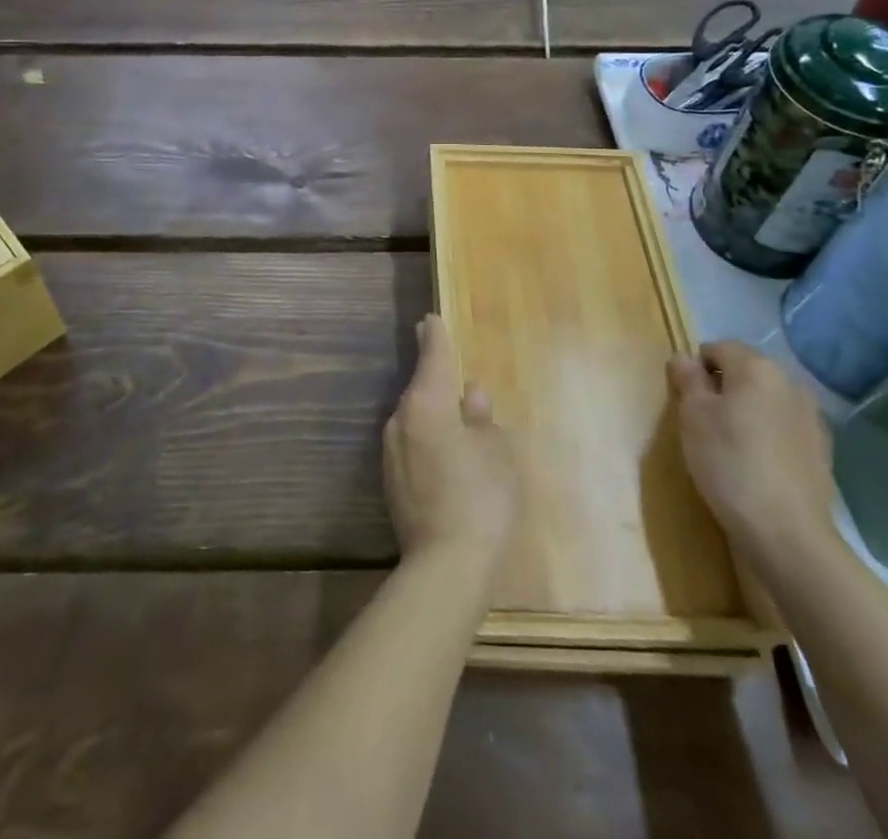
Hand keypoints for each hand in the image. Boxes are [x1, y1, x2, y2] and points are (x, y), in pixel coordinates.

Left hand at [384, 316, 518, 578]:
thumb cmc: (481, 498)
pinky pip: (413, 444)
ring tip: (459, 419)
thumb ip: (482, 417)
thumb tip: (470, 394)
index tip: (430, 319)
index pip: (431, 357)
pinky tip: (448, 456)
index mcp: (426, 403)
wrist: (446, 567)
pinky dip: (429, 440)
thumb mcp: (496, 451)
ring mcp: (391, 452)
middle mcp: (401, 419)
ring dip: (433, 413)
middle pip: (420, 387)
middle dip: (434, 377)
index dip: (434, 336)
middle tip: (449, 366)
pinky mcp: (392, 481)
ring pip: (415, 418)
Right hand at [670, 340, 838, 560]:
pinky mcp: (823, 451)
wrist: (787, 534)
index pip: (718, 348)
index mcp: (757, 368)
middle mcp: (790, 383)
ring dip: (748, 412)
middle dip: (723, 389)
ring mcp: (812, 418)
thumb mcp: (693, 417)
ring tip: (730, 446)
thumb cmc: (729, 464)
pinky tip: (757, 465)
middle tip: (702, 422)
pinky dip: (768, 436)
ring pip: (767, 401)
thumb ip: (688, 380)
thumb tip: (684, 357)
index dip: (696, 369)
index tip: (686, 400)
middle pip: (746, 372)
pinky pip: (784, 429)